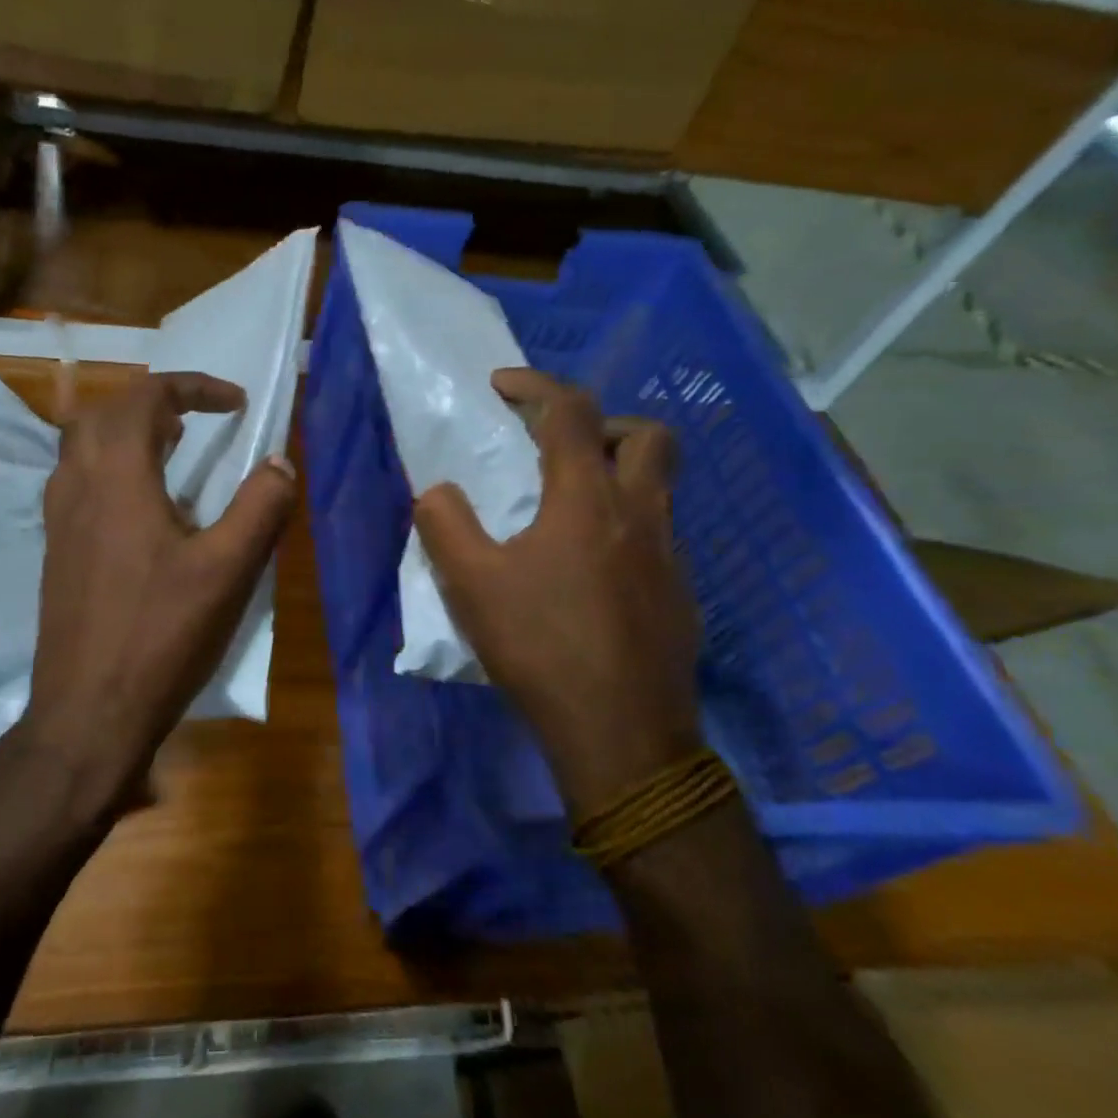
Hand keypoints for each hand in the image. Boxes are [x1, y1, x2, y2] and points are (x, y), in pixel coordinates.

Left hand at [22, 371, 295, 810]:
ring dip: (128, 431)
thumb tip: (281, 463)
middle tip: (198, 420)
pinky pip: (78, 481)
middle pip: (105, 411)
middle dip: (155, 401)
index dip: (193, 386)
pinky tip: (144, 508)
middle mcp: (77, 486)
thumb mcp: (228, 572)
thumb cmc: (160, 638)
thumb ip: (261, 508)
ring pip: (84, 445)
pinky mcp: (56, 551)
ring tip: (174, 451)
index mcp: (117, 477)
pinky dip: (112, 467)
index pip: (146, 397)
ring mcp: (58, 520)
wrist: (87, 712)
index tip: (236, 403)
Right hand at [414, 369, 700, 822]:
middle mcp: (639, 513)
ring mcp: (669, 555)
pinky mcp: (679, 594)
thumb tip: (438, 491)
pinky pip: (657, 535)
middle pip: (647, 434)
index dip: (535, 385)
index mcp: (587, 499)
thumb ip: (445, 525)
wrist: (620, 732)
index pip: (570, 411)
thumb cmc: (540, 647)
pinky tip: (589, 572)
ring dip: (619, 473)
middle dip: (602, 423)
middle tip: (559, 448)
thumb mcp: (470, 585)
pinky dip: (625, 527)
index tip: (502, 385)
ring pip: (660, 485)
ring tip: (569, 507)